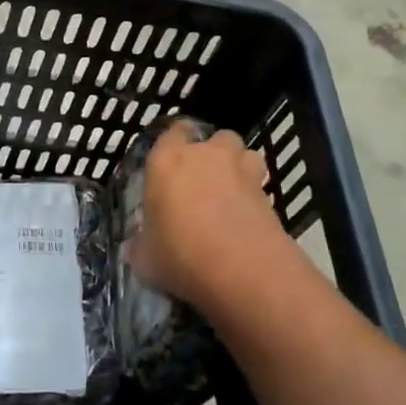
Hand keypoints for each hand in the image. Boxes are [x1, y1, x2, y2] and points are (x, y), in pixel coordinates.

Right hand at [133, 125, 282, 309]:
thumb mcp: (146, 259)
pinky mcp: (268, 193)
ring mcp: (241, 170)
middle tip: (202, 182)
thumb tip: (137, 247)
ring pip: (243, 154)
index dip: (173, 146)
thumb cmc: (181, 256)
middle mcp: (205, 155)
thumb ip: (141, 246)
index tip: (170, 166)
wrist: (243, 271)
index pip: (172, 132)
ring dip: (238, 168)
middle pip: (214, 138)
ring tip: (231, 195)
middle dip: (212, 153)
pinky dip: (254, 197)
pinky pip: (259, 184)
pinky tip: (246, 220)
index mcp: (167, 160)